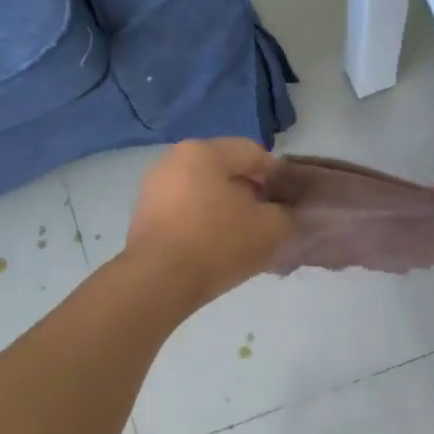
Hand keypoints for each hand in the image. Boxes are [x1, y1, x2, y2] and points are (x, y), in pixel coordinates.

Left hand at [125, 138, 293, 308]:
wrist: (159, 281)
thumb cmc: (218, 243)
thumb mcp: (272, 228)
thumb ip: (286, 213)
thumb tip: (282, 212)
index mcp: (204, 151)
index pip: (254, 153)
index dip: (278, 177)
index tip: (288, 204)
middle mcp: (174, 160)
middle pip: (226, 171)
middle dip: (250, 193)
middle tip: (267, 221)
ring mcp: (154, 188)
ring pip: (204, 192)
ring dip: (227, 209)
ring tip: (243, 238)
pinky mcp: (144, 216)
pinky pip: (185, 211)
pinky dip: (204, 223)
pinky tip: (216, 248)